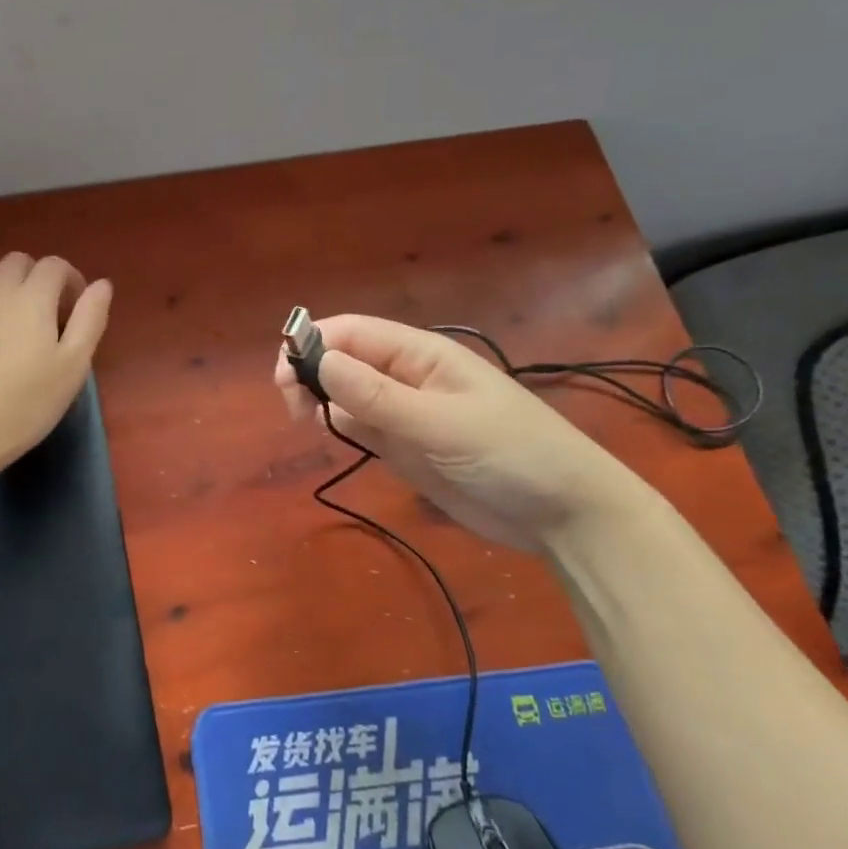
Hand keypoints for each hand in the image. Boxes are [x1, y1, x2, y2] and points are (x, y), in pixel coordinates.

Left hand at [0, 253, 112, 477]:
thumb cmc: (27, 402)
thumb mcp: (73, 365)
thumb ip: (90, 319)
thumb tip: (102, 284)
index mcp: (32, 297)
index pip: (54, 265)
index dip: (71, 280)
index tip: (77, 311)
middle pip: (18, 262)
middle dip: (38, 277)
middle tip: (49, 314)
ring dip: (7, 286)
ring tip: (17, 321)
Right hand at [274, 315, 647, 552]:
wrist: (564, 516)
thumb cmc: (511, 454)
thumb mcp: (441, 423)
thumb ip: (378, 396)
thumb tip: (319, 360)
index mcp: (421, 354)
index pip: (353, 333)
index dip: (313, 344)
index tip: (283, 377)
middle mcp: (407, 376)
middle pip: (344, 359)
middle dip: (310, 372)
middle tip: (293, 409)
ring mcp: (404, 412)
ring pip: (346, 393)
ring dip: (320, 399)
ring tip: (304, 422)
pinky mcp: (405, 446)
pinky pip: (360, 425)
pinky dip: (339, 426)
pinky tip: (329, 436)